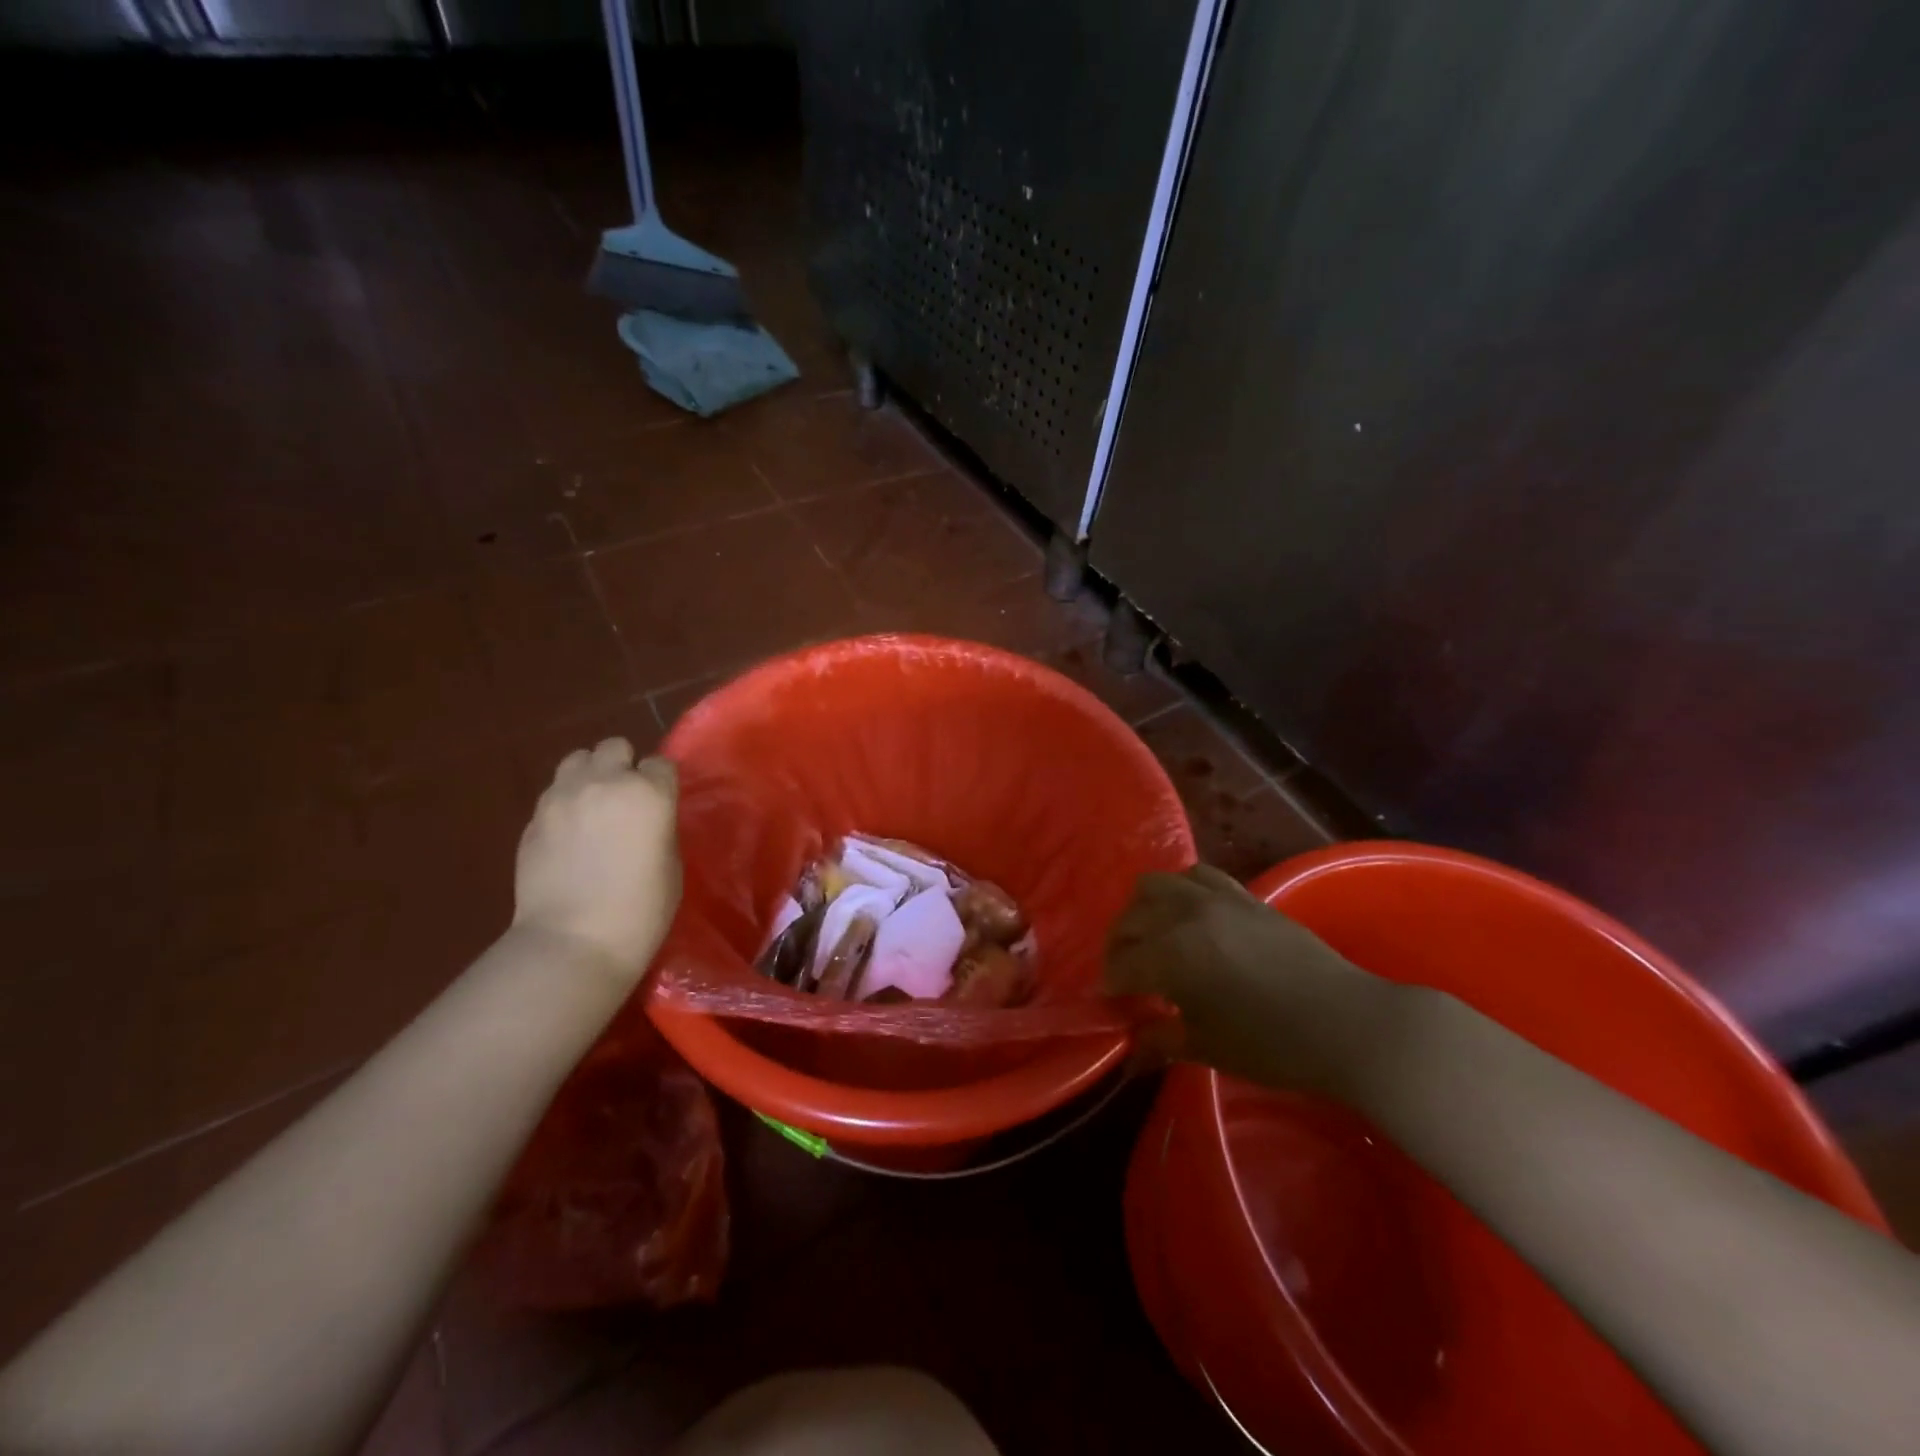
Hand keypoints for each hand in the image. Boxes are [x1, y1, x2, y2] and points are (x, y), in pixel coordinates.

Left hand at [513, 738, 681, 981]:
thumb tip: (646, 817)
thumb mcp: (670, 862)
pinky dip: (565, 802)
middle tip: (626, 799)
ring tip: (593, 806)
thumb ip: (658, 825)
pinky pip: (554, 792)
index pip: (660, 764)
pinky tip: (569, 833)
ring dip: (590, 775)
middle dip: (623, 766)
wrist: (574, 941)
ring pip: (577, 759)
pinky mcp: (533, 818)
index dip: (661, 783)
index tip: (661, 805)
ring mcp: (562, 797)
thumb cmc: (641, 910)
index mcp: (648, 793)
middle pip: (614, 747)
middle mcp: (604, 782)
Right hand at [1104, 865, 1399, 1098]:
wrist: (1347, 1024)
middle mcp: (1185, 915)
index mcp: (1171, 955)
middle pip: (1130, 919)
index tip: (1112, 1005)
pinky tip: (1189, 916)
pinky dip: (1181, 891)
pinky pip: (1197, 876)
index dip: (1110, 986)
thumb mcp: (1207, 1048)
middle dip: (1119, 948)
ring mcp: (1216, 898)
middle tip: (1126, 977)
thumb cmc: (1273, 1045)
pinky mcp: (1243, 895)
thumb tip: (1129, 1050)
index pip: (1121, 964)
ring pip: (1156, 885)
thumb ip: (1160, 1041)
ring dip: (1143, 910)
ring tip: (1152, 939)